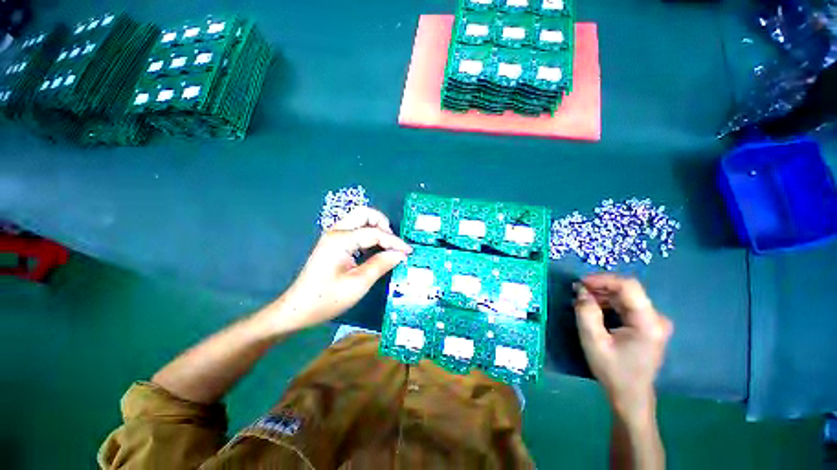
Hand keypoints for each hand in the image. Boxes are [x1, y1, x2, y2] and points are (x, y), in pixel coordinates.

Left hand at [269, 207, 412, 332]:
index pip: (375, 233)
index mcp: (341, 239)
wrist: (298, 309)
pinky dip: (369, 235)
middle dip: (383, 224)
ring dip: (376, 228)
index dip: (395, 241)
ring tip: (387, 246)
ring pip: (360, 219)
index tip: (409, 251)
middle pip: (364, 213)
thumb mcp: (359, 283)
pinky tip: (375, 250)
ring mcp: (334, 236)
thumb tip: (401, 254)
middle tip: (393, 243)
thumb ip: (381, 264)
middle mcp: (336, 231)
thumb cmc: (327, 299)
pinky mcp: (334, 243)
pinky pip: (355, 230)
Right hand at [574, 274, 672, 422]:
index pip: (628, 287)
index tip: (580, 283)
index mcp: (648, 323)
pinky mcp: (647, 325)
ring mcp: (654, 321)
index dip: (603, 279)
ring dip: (602, 295)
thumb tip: (581, 291)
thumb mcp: (593, 341)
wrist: (630, 395)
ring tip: (582, 301)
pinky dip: (608, 303)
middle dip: (599, 288)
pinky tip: (593, 309)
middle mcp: (656, 318)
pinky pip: (626, 305)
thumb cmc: (613, 371)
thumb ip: (586, 313)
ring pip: (625, 297)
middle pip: (627, 290)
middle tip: (577, 293)